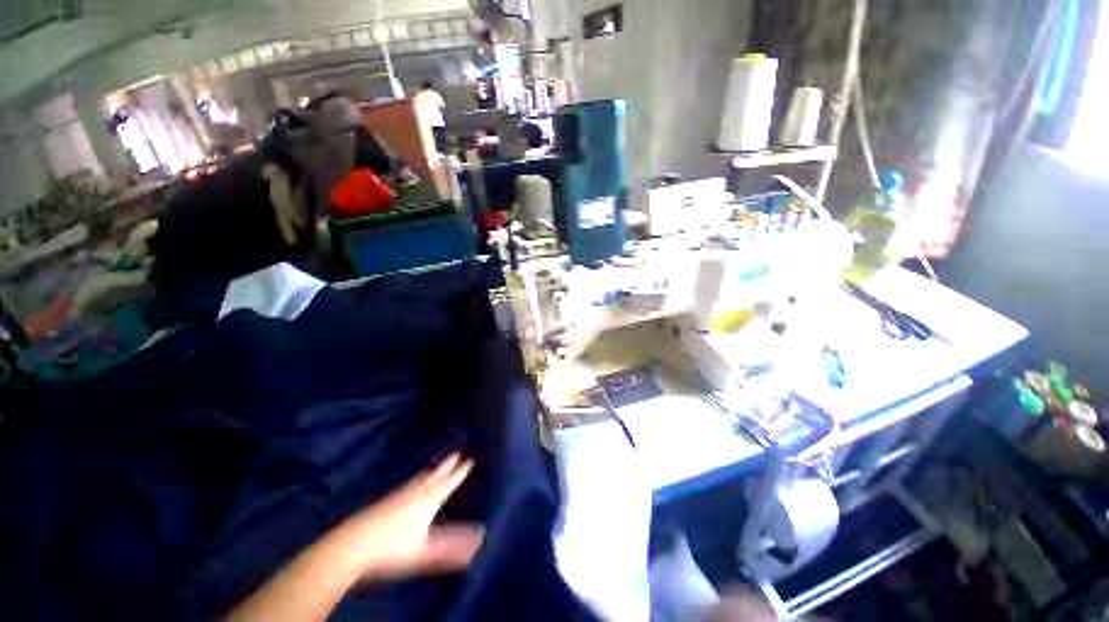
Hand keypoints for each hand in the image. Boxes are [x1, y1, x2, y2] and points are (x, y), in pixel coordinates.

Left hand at [332, 453, 483, 580]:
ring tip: (438, 465)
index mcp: (427, 502)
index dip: (459, 473)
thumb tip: (479, 537)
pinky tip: (411, 484)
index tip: (469, 460)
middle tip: (456, 453)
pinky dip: (417, 479)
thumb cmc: (391, 549)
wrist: (351, 545)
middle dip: (447, 466)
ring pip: (420, 479)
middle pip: (434, 477)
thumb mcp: (425, 551)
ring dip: (432, 470)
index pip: (447, 484)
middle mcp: (414, 494)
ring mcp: (398, 496)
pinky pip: (408, 484)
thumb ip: (452, 547)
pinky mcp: (385, 502)